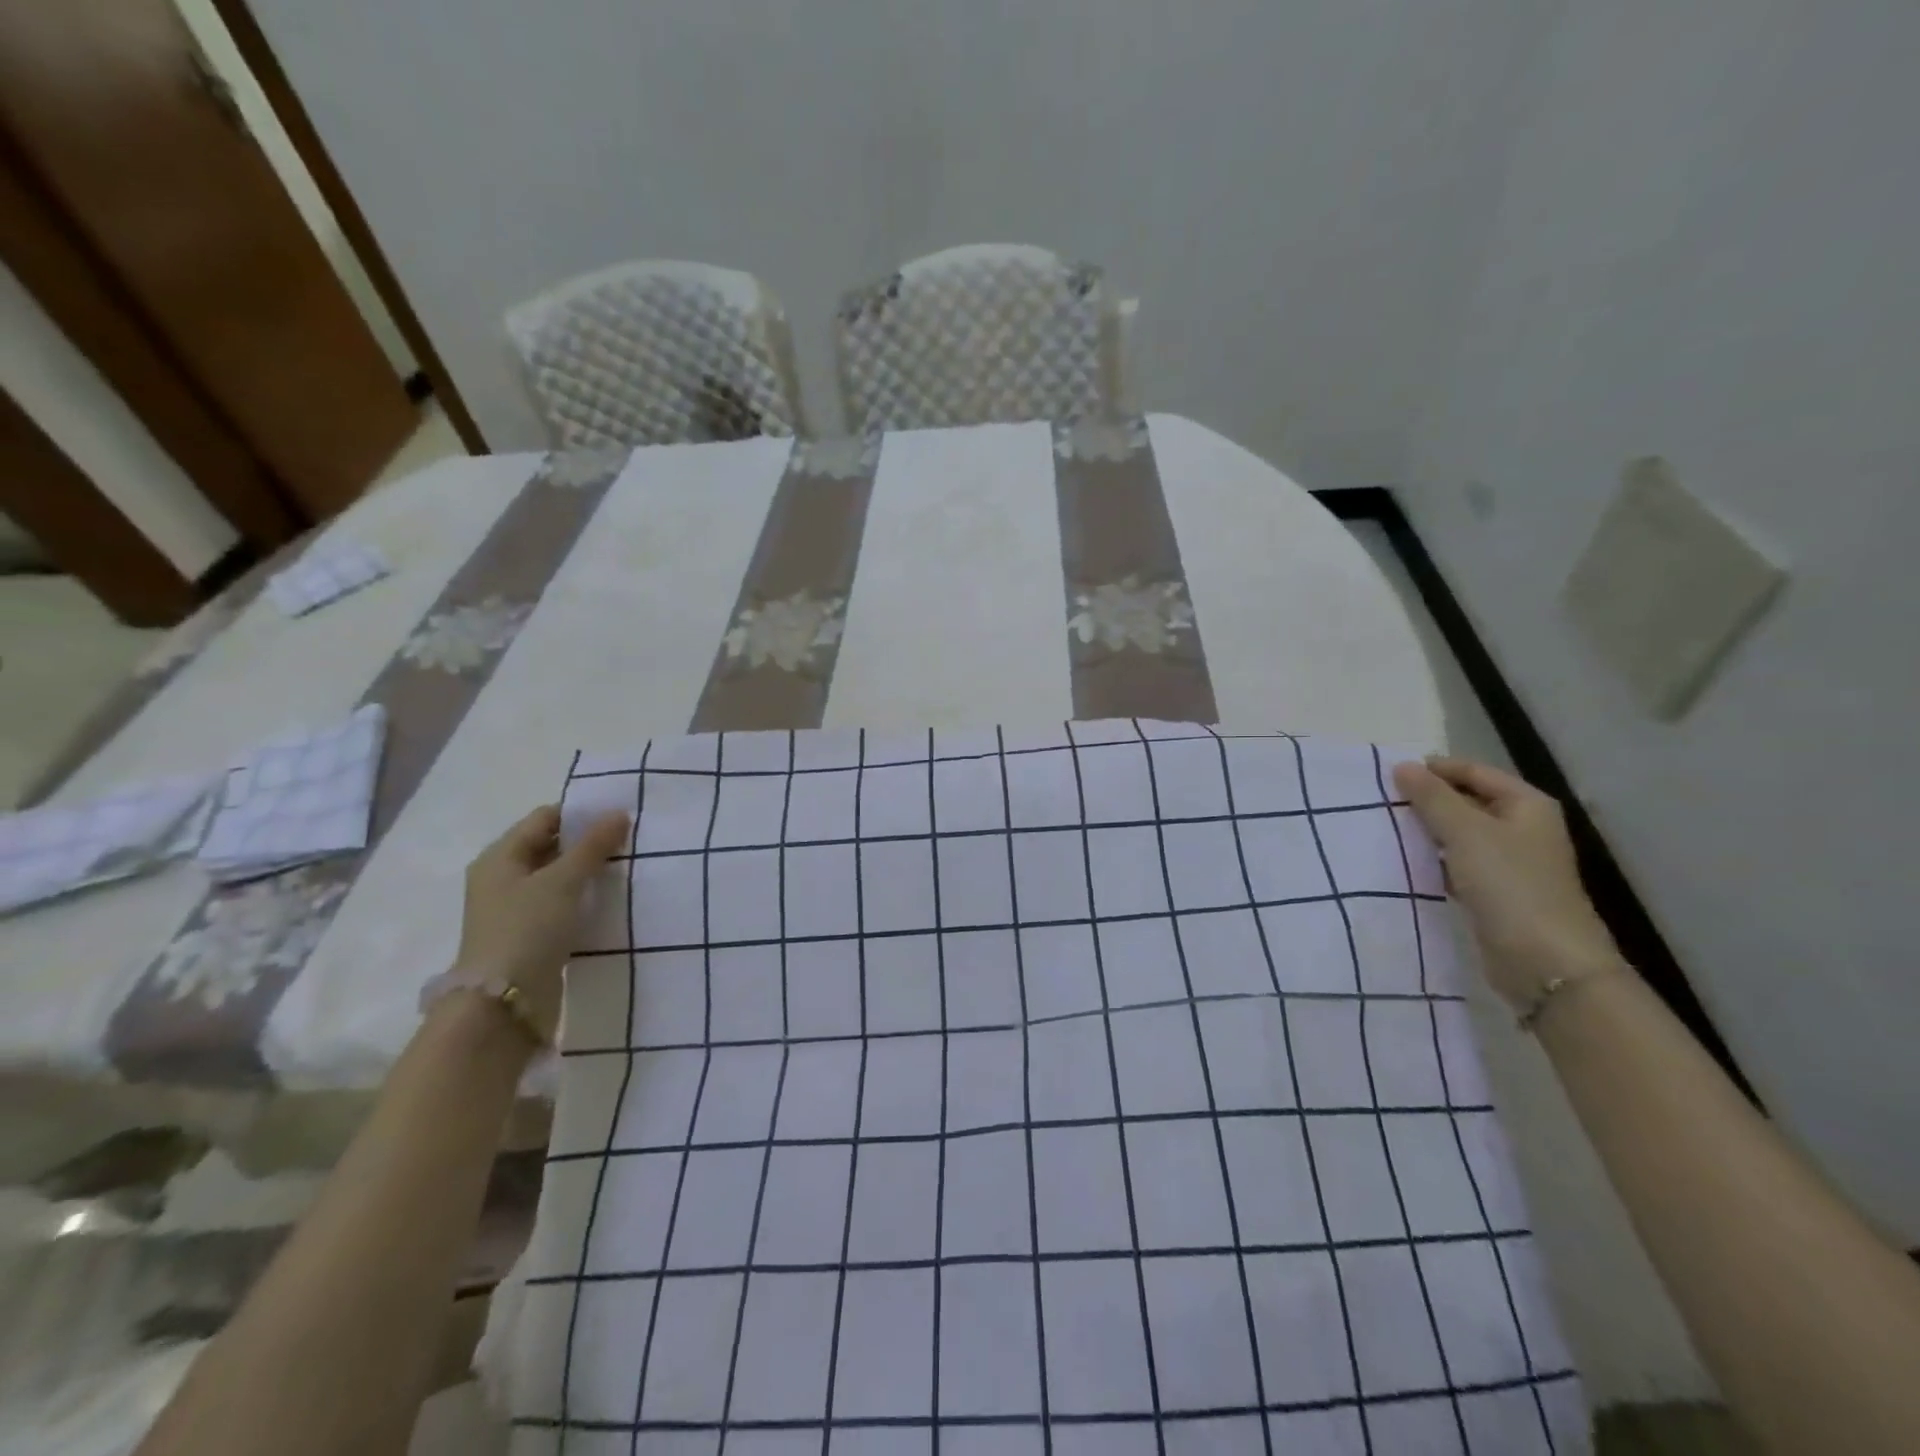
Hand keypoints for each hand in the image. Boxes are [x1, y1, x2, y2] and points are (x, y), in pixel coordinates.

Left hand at [452, 805, 630, 1033]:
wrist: (504, 1004)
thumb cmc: (527, 930)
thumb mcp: (563, 881)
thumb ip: (593, 846)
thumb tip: (619, 813)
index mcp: (499, 858)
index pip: (544, 818)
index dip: (580, 813)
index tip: (620, 816)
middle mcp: (502, 879)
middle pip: (550, 846)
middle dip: (587, 842)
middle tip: (630, 841)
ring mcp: (515, 910)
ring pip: (558, 877)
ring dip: (588, 872)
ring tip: (626, 868)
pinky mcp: (530, 935)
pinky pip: (561, 904)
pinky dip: (583, 898)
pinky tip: (609, 900)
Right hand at [1392, 756, 1622, 1007]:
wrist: (1544, 961)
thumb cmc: (1509, 885)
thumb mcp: (1465, 832)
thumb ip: (1432, 797)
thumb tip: (1402, 766)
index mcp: (1526, 805)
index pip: (1474, 771)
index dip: (1434, 769)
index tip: (1388, 775)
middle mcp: (1521, 828)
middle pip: (1467, 801)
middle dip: (1426, 800)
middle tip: (1381, 801)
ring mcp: (1509, 862)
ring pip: (1459, 834)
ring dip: (1426, 830)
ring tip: (1385, 828)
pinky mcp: (1494, 892)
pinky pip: (1456, 863)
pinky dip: (1432, 859)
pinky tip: (1404, 861)